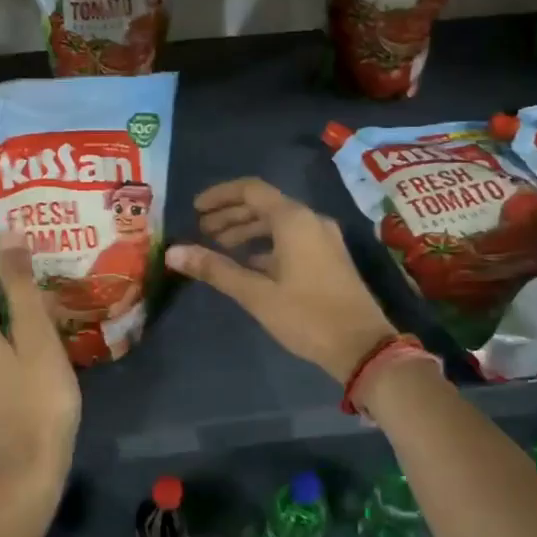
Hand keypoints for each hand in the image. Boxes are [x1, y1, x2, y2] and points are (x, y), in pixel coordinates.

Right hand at [166, 178, 394, 383]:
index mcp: (294, 220)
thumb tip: (173, 252)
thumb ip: (215, 269)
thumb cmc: (307, 316)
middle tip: (202, 230)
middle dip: (231, 215)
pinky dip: (266, 246)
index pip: (251, 190)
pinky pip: (292, 239)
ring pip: (279, 223)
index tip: (195, 209)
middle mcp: (311, 220)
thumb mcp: (256, 294)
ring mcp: (324, 239)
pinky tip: (249, 265)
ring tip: (219, 247)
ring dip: (248, 231)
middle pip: (264, 205)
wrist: (363, 346)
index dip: (220, 196)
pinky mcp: (329, 258)